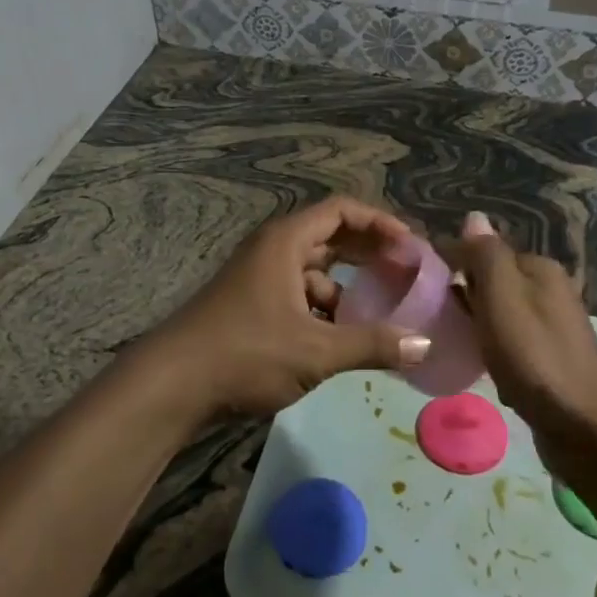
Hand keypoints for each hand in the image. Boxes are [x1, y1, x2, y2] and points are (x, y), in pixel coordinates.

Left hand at [132, 196, 432, 420]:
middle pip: (331, 237)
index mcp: (286, 242)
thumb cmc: (246, 353)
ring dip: (347, 287)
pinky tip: (340, 339)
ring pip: (314, 271)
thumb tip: (424, 345)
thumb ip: (372, 345)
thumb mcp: (316, 351)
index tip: (411, 247)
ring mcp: (258, 277)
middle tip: (406, 273)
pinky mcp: (251, 306)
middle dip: (369, 253)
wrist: (172, 385)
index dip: (380, 223)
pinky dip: (323, 309)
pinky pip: (298, 295)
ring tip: (380, 313)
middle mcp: (272, 250)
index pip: (342, 211)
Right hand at [447, 212, 596, 475]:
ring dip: (475, 328)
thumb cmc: (536, 358)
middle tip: (432, 320)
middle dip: (462, 299)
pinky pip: (509, 346)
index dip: (450, 265)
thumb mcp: (502, 298)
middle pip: (490, 282)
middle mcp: (549, 291)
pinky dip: (492, 354)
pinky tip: (481, 370)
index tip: (420, 288)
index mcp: (539, 269)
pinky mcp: (549, 361)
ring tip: (452, 344)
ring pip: (497, 315)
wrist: (587, 430)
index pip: (482, 251)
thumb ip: (485, 256)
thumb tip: (473, 216)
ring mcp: (551, 327)